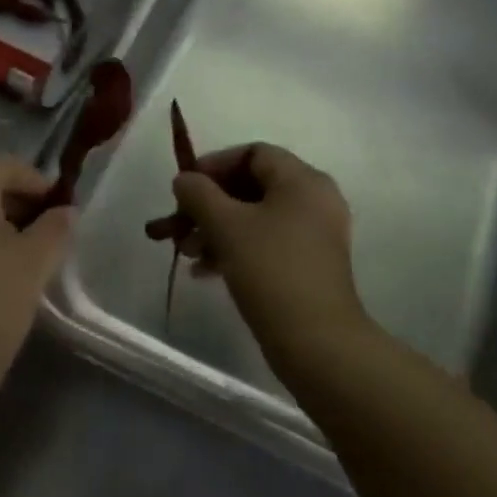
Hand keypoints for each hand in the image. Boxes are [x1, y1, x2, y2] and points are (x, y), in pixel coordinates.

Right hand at [171, 145, 372, 376]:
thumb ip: (199, 194)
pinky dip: (237, 248)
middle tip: (179, 225)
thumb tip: (184, 179)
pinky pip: (268, 242)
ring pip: (257, 217)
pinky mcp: (311, 264)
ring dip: (218, 229)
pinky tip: (206, 272)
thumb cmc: (271, 271)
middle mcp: (314, 199)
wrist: (318, 342)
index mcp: (302, 179)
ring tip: (187, 253)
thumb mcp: (226, 226)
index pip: (253, 153)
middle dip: (210, 204)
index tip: (184, 188)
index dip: (214, 165)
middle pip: (252, 186)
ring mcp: (316, 234)